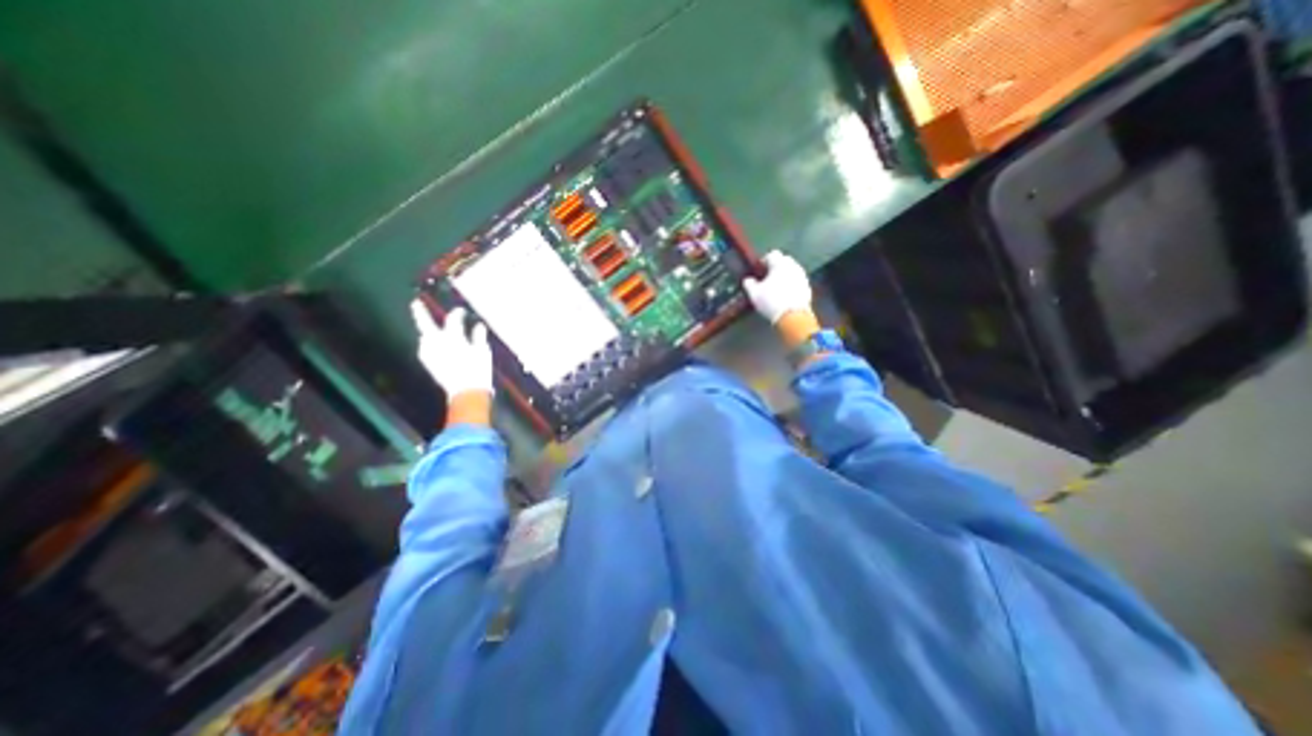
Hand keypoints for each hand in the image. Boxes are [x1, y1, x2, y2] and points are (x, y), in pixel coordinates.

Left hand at [409, 302, 493, 399]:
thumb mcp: (483, 351)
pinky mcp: (429, 364)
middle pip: (426, 324)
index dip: (457, 313)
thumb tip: (479, 325)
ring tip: (429, 329)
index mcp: (453, 337)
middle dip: (420, 313)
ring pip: (424, 338)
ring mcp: (430, 354)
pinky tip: (432, 346)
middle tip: (415, 303)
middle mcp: (437, 343)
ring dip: (426, 331)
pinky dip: (428, 345)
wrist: (467, 391)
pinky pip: (425, 349)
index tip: (461, 310)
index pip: (453, 319)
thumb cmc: (478, 369)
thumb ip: (478, 336)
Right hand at [741, 250, 817, 322]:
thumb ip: (749, 284)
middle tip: (768, 277)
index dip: (764, 261)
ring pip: (792, 270)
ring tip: (776, 286)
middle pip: (784, 260)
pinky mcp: (807, 287)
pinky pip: (798, 280)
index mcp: (780, 264)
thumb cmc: (771, 302)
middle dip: (776, 266)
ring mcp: (802, 276)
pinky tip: (785, 294)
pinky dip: (792, 283)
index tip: (759, 270)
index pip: (772, 254)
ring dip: (785, 274)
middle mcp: (793, 266)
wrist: (792, 317)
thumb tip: (748, 279)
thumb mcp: (754, 294)